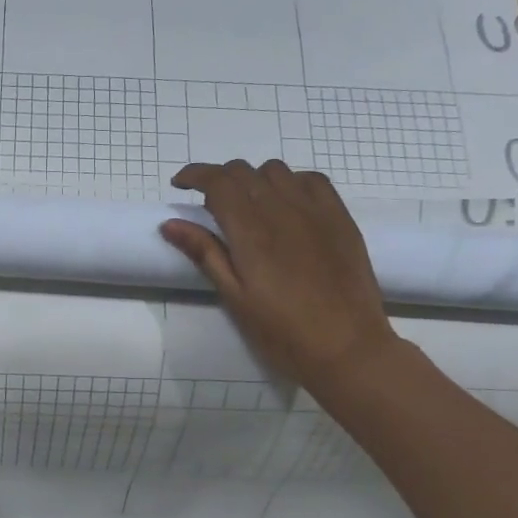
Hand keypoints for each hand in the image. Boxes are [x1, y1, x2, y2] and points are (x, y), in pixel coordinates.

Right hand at [160, 160, 396, 389]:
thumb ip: (204, 254)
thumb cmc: (283, 331)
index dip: (194, 175)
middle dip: (219, 179)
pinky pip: (311, 180)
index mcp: (251, 231)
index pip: (218, 182)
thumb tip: (170, 224)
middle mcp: (282, 210)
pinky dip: (289, 183)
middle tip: (210, 205)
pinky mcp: (340, 217)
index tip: (180, 185)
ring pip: (276, 170)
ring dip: (253, 180)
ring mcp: (315, 210)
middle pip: (243, 171)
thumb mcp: (235, 297)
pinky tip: (286, 205)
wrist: (347, 347)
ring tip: (249, 206)